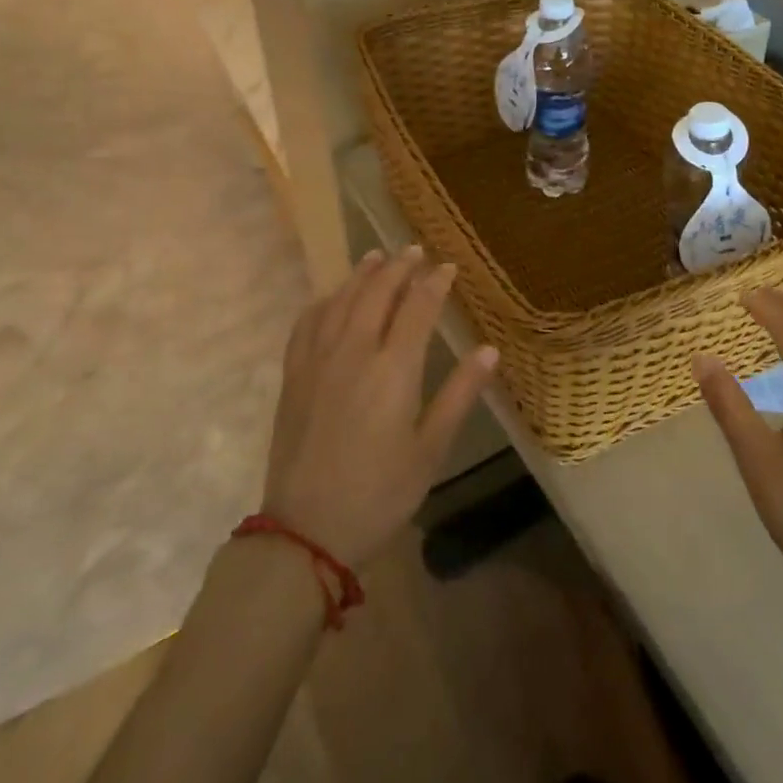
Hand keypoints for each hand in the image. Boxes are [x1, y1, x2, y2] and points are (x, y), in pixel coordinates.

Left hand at [261, 247, 498, 569]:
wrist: (305, 530)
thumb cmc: (379, 492)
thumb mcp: (430, 449)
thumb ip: (459, 395)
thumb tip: (489, 350)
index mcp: (393, 369)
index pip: (417, 307)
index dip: (435, 282)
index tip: (448, 266)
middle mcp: (354, 352)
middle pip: (377, 293)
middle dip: (399, 268)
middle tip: (415, 251)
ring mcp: (317, 362)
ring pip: (341, 301)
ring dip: (361, 275)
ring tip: (376, 257)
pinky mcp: (293, 377)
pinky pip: (306, 324)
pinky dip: (323, 301)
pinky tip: (330, 298)